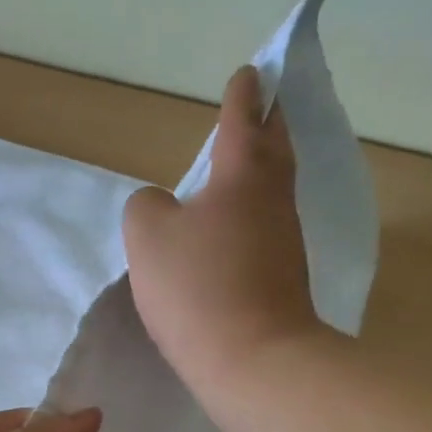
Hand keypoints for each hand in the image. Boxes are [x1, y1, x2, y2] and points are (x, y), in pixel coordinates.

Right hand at [123, 66, 323, 391]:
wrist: (253, 359)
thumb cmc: (196, 286)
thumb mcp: (147, 236)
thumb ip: (146, 206)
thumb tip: (163, 206)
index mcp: (242, 177)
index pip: (242, 122)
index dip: (242, 96)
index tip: (250, 73)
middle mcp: (272, 200)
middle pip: (275, 149)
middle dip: (269, 123)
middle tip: (265, 105)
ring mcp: (284, 241)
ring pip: (275, 188)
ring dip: (263, 168)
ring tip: (245, 162)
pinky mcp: (283, 277)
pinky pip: (267, 226)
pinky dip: (254, 212)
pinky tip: (236, 225)